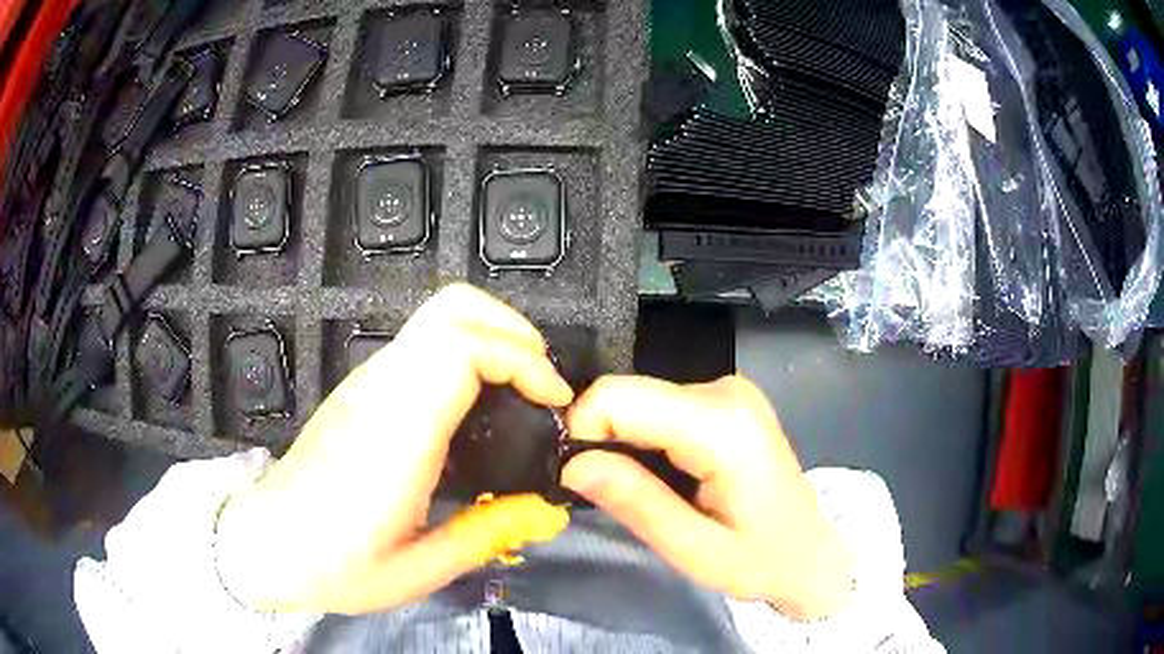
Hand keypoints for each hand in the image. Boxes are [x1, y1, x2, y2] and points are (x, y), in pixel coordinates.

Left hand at [216, 284, 573, 613]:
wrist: (267, 543)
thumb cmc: (335, 566)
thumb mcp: (418, 571)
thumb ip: (487, 535)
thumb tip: (546, 511)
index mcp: (396, 434)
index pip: (462, 349)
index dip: (521, 358)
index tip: (553, 400)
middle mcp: (379, 391)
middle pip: (452, 309)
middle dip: (512, 330)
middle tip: (542, 383)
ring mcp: (365, 382)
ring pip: (436, 317)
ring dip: (490, 337)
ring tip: (520, 391)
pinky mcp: (360, 388)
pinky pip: (421, 344)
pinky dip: (464, 351)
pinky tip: (475, 402)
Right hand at [561, 375, 852, 619]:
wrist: (811, 551)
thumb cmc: (760, 560)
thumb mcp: (694, 550)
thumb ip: (635, 502)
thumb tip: (570, 464)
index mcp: (722, 426)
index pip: (620, 397)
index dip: (582, 429)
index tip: (575, 475)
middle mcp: (725, 390)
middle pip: (629, 394)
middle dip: (602, 439)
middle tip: (607, 493)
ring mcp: (728, 389)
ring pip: (641, 399)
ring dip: (624, 441)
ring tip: (643, 489)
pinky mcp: (725, 397)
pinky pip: (661, 405)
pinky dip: (646, 437)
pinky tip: (664, 474)